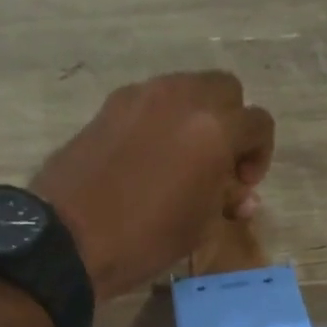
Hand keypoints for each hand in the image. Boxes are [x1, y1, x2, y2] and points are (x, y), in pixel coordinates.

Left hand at [30, 73, 273, 301]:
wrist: (67, 238)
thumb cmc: (144, 238)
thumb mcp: (199, 227)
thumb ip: (226, 200)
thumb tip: (241, 195)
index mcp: (214, 128)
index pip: (259, 123)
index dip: (259, 155)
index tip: (241, 185)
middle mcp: (182, 98)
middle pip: (226, 89)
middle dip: (231, 122)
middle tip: (218, 162)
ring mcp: (142, 96)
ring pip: (186, 88)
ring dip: (196, 115)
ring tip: (183, 156)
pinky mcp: (110, 105)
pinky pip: (151, 100)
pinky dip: (161, 118)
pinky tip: (148, 155)